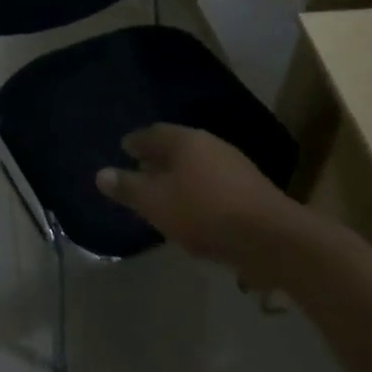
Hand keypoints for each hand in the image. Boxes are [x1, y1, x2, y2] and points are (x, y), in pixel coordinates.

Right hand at [96, 125, 303, 271]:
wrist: (271, 238)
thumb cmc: (204, 213)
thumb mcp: (155, 203)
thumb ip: (128, 188)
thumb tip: (101, 174)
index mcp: (185, 141)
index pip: (152, 133)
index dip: (135, 142)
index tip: (123, 149)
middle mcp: (210, 145)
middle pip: (176, 147)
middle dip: (157, 158)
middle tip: (139, 170)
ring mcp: (234, 166)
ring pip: (197, 165)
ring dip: (179, 176)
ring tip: (163, 193)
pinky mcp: (250, 190)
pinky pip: (213, 184)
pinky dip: (197, 191)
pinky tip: (193, 210)